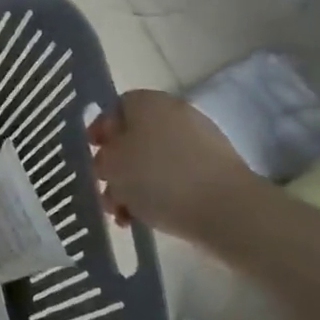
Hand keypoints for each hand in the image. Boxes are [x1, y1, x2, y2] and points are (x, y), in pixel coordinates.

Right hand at [88, 90, 262, 241]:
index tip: (92, 156)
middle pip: (134, 137)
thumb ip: (103, 155)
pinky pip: (178, 177)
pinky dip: (161, 194)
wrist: (227, 210)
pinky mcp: (217, 170)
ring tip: (124, 215)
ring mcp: (201, 141)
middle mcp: (175, 113)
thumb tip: (111, 155)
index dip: (100, 132)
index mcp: (147, 101)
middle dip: (117, 166)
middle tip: (106, 190)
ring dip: (135, 186)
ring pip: (154, 161)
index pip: (115, 108)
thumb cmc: (158, 178)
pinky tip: (148, 218)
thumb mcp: (111, 165)